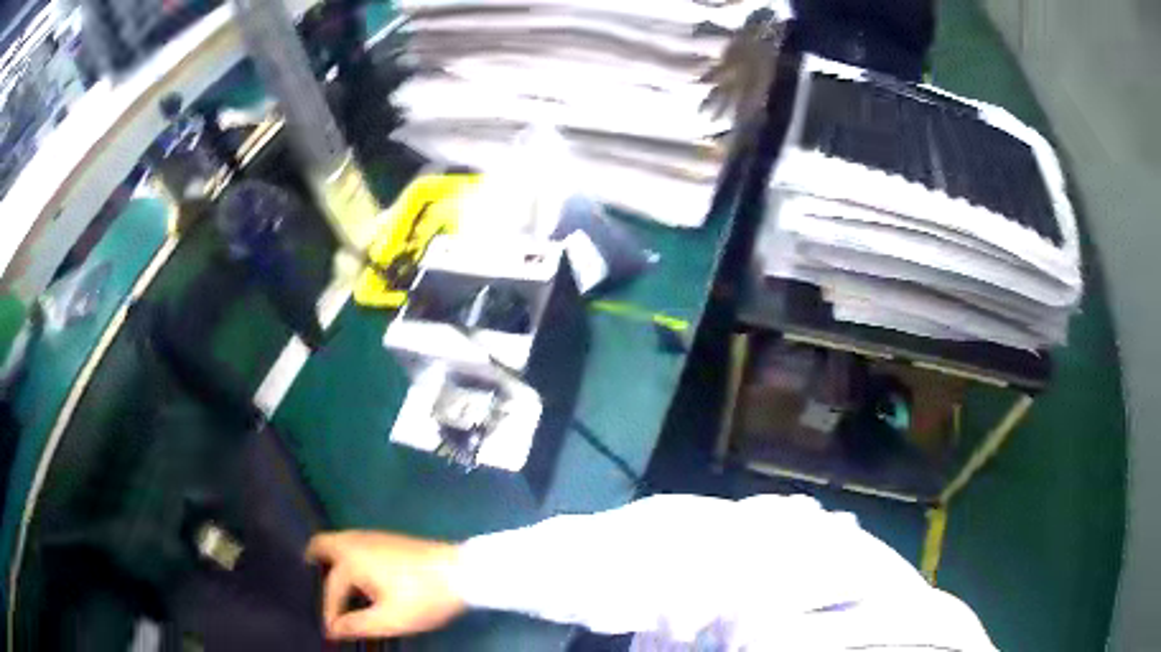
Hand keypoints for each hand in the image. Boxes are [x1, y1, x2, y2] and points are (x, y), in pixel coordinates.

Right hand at [305, 531, 466, 639]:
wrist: (462, 572)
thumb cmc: (423, 597)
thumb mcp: (390, 620)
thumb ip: (357, 625)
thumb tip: (333, 629)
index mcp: (351, 560)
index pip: (331, 589)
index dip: (330, 614)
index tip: (332, 632)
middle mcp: (356, 541)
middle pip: (323, 545)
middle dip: (314, 563)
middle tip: (311, 583)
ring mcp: (373, 536)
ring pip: (339, 542)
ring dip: (331, 560)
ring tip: (334, 585)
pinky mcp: (388, 538)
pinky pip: (354, 543)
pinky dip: (346, 556)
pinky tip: (358, 576)